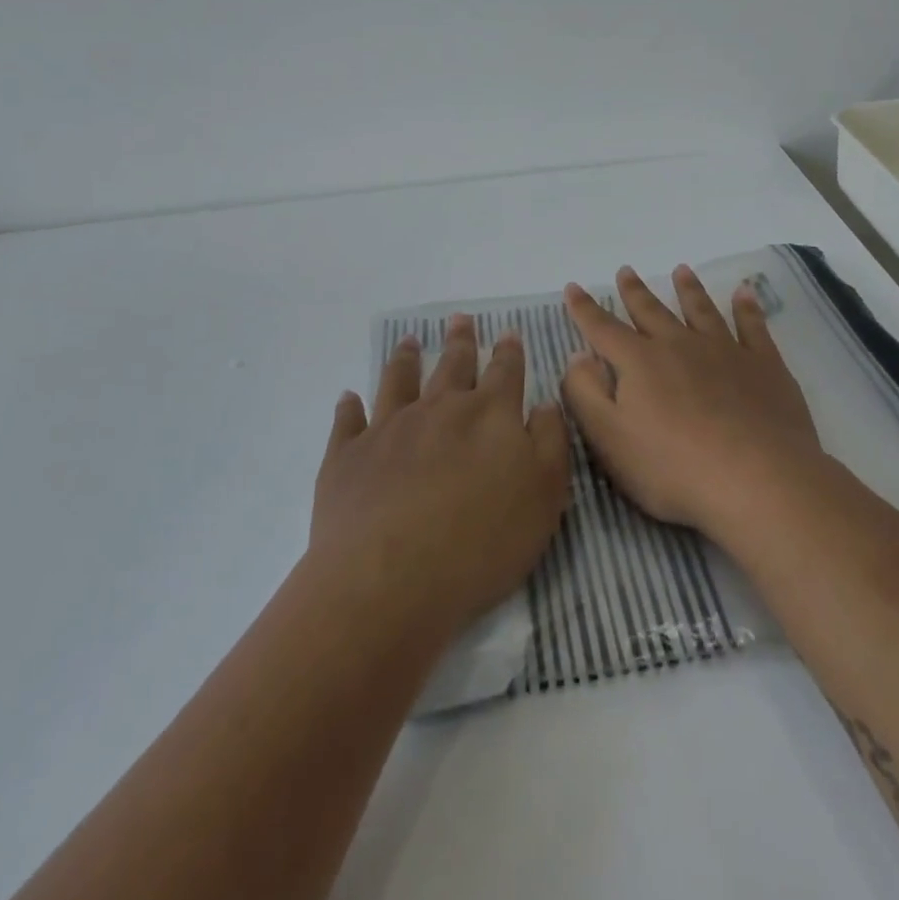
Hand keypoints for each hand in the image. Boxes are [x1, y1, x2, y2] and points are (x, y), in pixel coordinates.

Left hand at [313, 316, 570, 638]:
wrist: (390, 579)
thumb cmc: (482, 541)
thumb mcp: (545, 494)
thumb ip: (550, 442)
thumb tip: (545, 403)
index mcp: (489, 414)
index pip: (504, 371)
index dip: (509, 351)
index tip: (508, 332)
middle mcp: (438, 409)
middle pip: (452, 365)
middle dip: (460, 342)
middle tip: (460, 319)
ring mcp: (389, 429)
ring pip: (399, 381)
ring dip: (406, 359)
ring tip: (409, 342)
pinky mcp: (348, 457)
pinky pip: (348, 422)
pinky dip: (349, 407)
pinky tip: (348, 398)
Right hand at [561, 265, 819, 541]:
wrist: (758, 481)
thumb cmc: (674, 468)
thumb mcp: (610, 439)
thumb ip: (586, 394)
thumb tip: (577, 356)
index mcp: (639, 362)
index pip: (603, 329)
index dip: (585, 309)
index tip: (573, 287)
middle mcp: (680, 345)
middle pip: (652, 311)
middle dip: (635, 291)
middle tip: (626, 270)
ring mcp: (725, 351)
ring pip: (701, 310)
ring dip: (689, 289)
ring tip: (682, 270)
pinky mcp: (764, 366)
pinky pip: (752, 327)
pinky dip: (747, 308)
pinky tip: (744, 294)